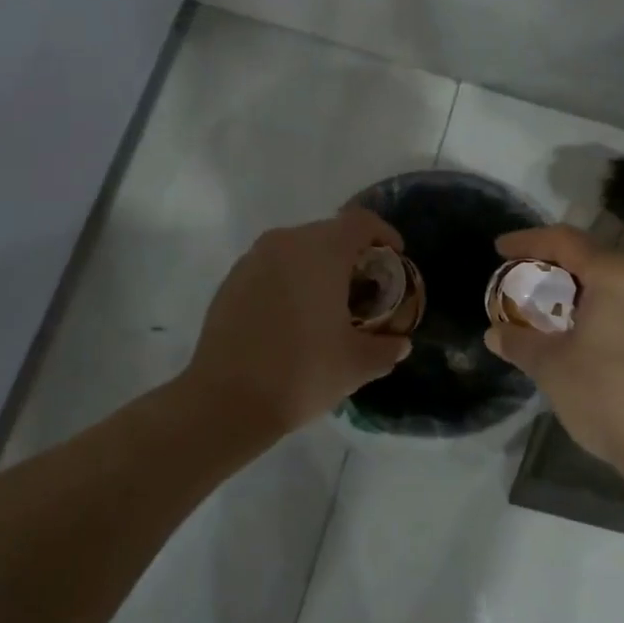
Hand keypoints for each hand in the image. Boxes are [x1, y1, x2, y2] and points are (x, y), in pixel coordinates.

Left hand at [182, 207, 412, 438]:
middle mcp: (286, 242)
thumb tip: (399, 343)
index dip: (384, 234)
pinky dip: (289, 281)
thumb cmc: (301, 373)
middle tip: (363, 289)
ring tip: (327, 306)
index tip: (394, 258)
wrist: (225, 400)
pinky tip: (291, 319)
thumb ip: (386, 348)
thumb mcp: (357, 365)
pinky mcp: (231, 280)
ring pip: (297, 249)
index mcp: (322, 250)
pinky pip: (271, 267)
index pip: (361, 221)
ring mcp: (253, 259)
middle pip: (329, 233)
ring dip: (317, 268)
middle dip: (351, 255)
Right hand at [484, 225, 623, 472]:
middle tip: (515, 273)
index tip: (498, 250)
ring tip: (537, 300)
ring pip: (603, 280)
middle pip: (586, 255)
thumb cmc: (606, 393)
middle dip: (548, 261)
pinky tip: (568, 328)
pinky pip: (617, 302)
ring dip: (569, 286)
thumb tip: (495, 334)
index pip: (563, 241)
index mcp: (614, 274)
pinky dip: (588, 304)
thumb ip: (519, 341)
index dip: (526, 241)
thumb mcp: (550, 365)